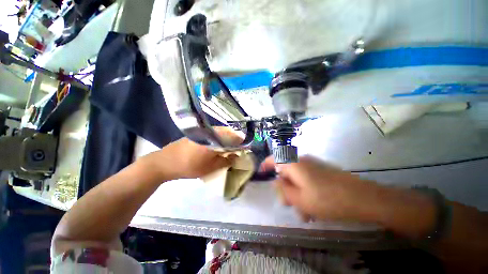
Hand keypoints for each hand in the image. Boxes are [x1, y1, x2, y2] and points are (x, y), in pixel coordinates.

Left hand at [143, 128, 242, 180]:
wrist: (165, 162)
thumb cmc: (189, 166)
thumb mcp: (210, 167)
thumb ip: (226, 161)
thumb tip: (236, 156)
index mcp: (215, 138)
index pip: (234, 137)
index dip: (241, 142)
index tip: (245, 148)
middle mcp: (210, 131)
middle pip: (228, 132)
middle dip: (235, 140)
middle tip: (237, 149)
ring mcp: (203, 132)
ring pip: (221, 133)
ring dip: (227, 139)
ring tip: (229, 148)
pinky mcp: (198, 134)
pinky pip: (213, 134)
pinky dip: (219, 139)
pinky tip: (218, 146)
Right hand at [263, 156, 383, 222]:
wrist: (364, 198)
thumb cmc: (328, 200)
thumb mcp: (300, 199)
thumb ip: (283, 190)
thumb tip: (276, 182)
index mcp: (294, 164)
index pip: (274, 159)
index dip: (266, 164)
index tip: (261, 172)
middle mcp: (302, 161)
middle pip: (286, 171)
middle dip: (284, 187)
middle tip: (288, 203)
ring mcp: (314, 165)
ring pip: (297, 177)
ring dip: (296, 192)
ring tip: (303, 211)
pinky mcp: (323, 170)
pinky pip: (307, 178)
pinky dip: (305, 190)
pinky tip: (313, 205)